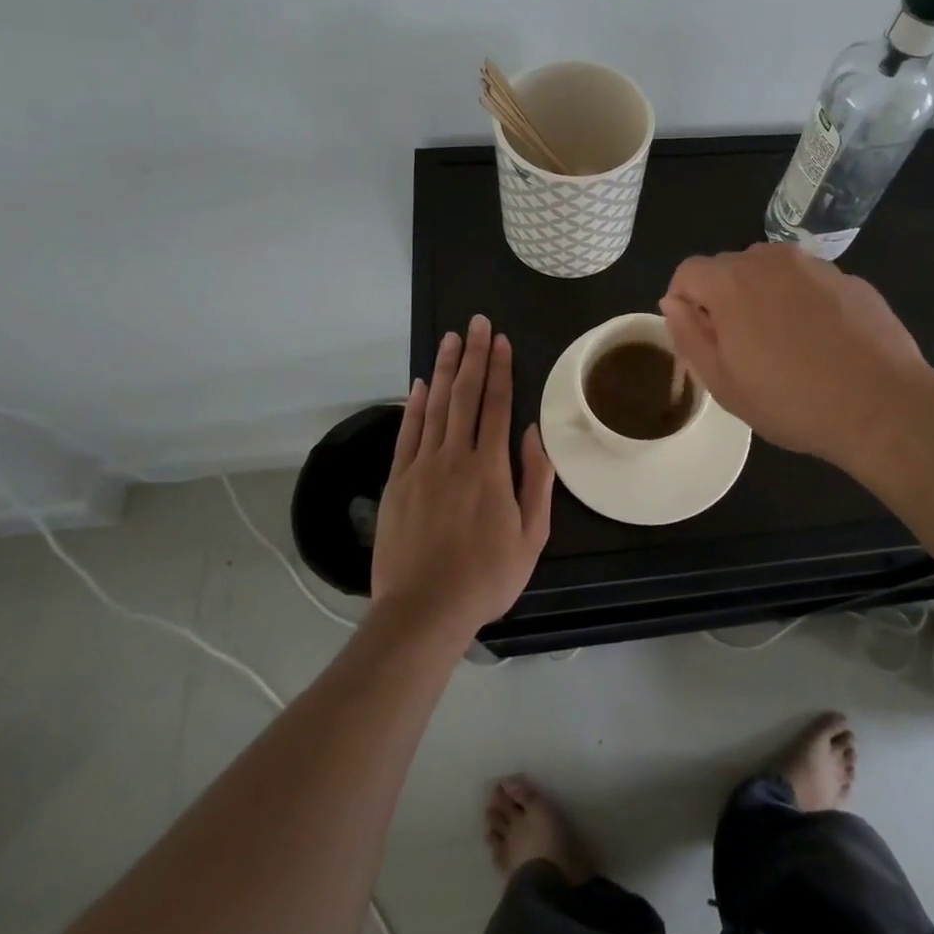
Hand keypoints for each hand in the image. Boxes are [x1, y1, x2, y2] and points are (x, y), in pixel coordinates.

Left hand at [371, 315, 555, 640]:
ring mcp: (422, 467)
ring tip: (450, 339)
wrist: (423, 611)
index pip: (496, 405)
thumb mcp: (531, 536)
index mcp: (490, 468)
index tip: (500, 340)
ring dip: (444, 370)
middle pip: (465, 395)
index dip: (499, 369)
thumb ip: (536, 481)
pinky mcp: (398, 482)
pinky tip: (419, 384)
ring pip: (435, 407)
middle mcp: (455, 457)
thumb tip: (533, 433)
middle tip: (476, 322)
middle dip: (473, 355)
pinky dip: (414, 406)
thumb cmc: (486, 577)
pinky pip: (408, 433)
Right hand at [661, 243, 933, 473]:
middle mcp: (770, 259)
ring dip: (765, 298)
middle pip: (730, 268)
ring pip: (772, 272)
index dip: (685, 304)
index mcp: (731, 281)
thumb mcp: (723, 383)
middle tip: (743, 350)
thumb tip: (672, 303)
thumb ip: (688, 336)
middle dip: (725, 300)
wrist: (882, 406)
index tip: (702, 341)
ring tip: (786, 346)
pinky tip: (824, 344)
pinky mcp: (850, 278)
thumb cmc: (791, 401)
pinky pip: (810, 283)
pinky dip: (804, 304)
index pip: (687, 272)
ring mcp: (815, 265)